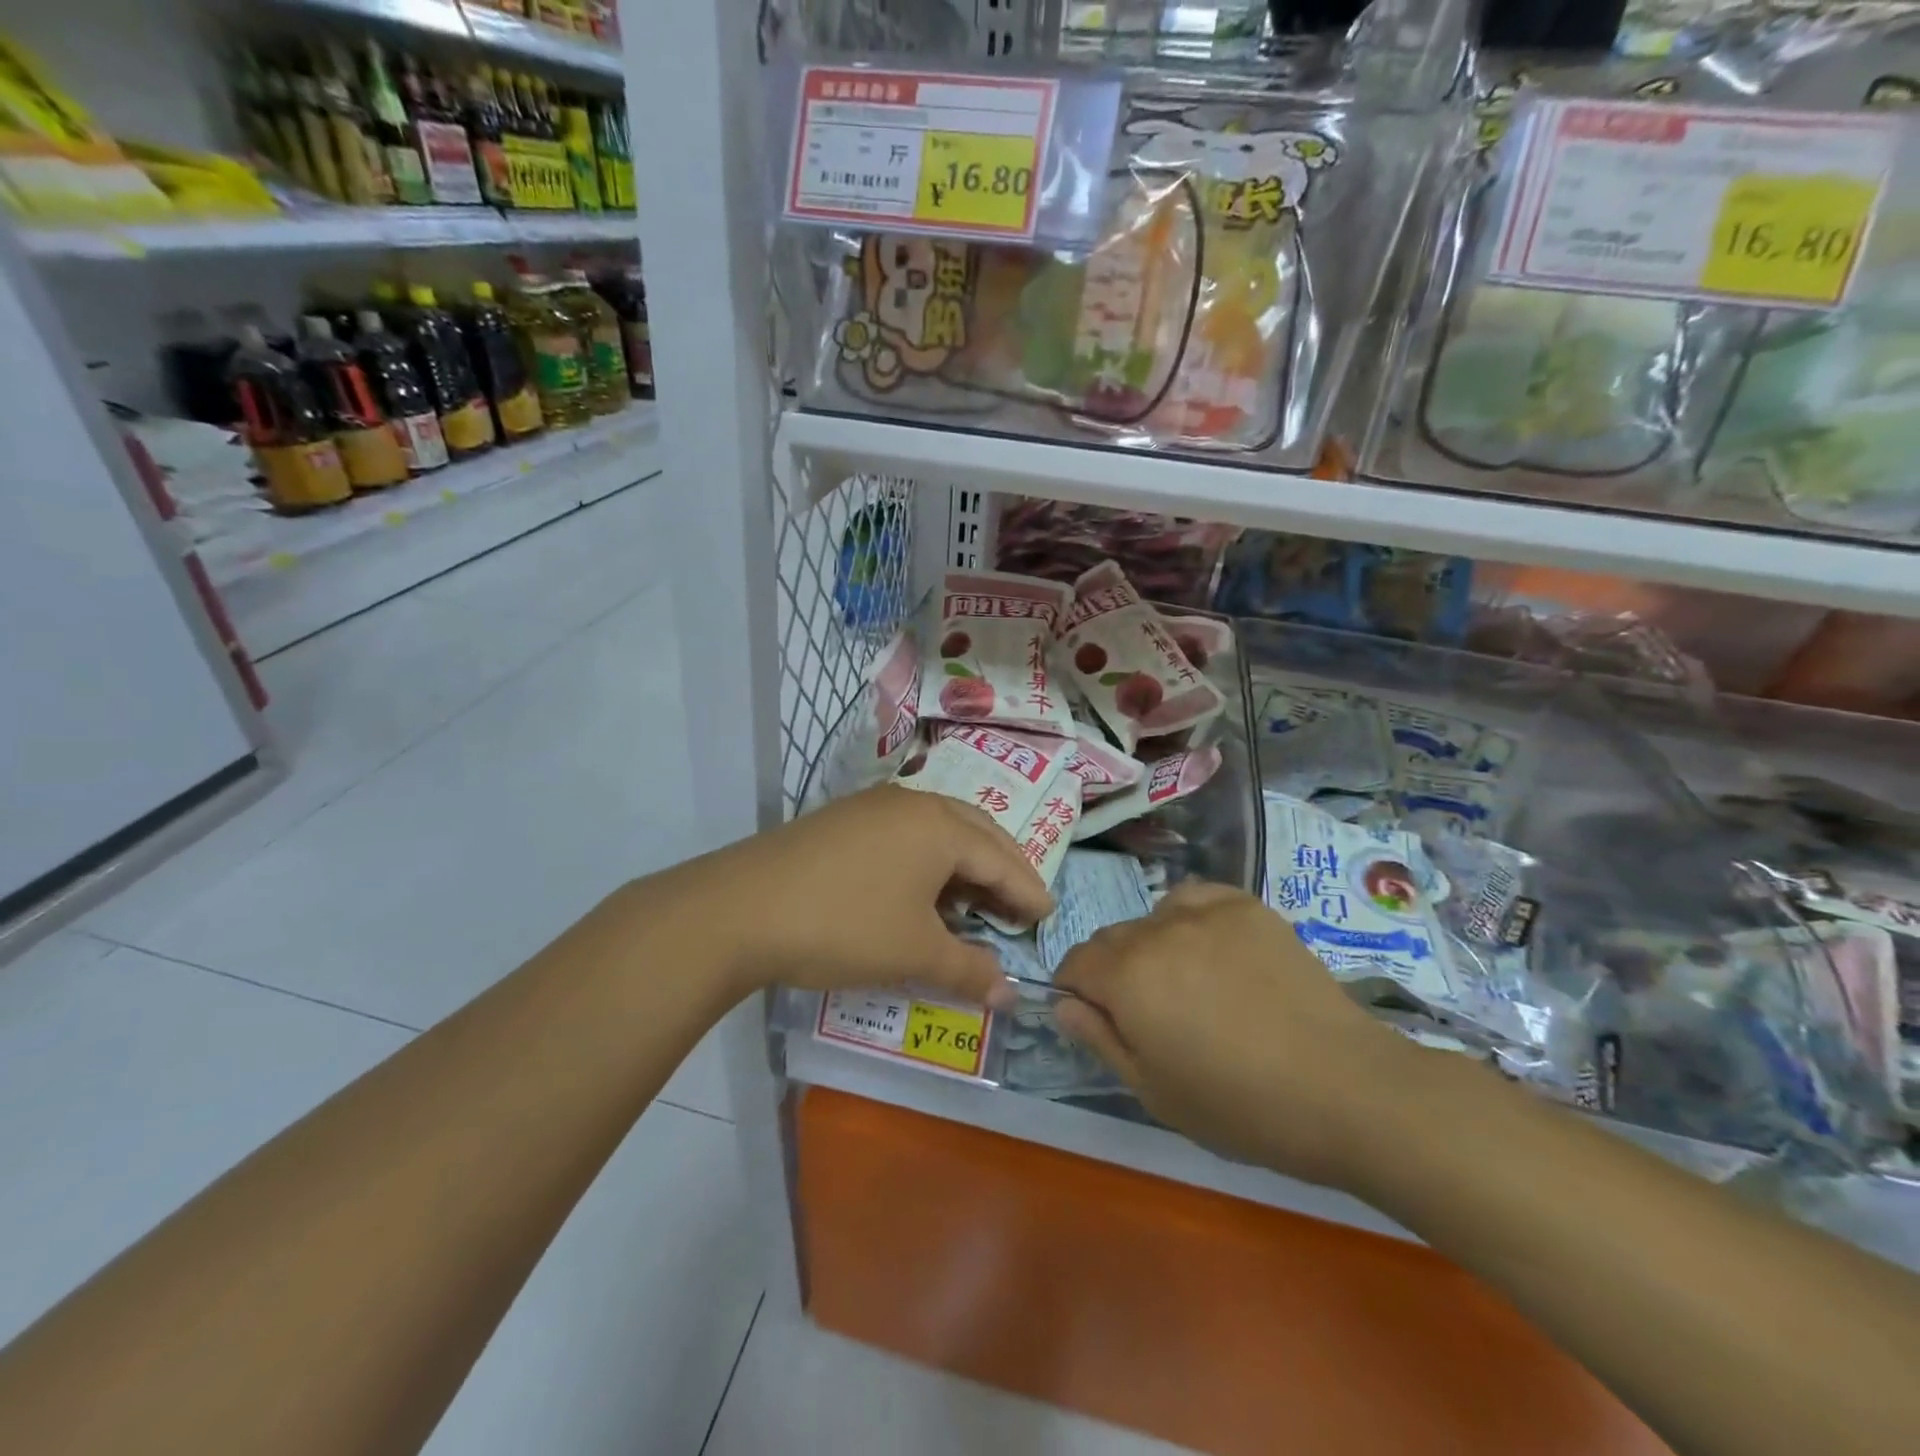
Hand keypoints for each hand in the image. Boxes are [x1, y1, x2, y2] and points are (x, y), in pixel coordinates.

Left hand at [678, 785, 1051, 1006]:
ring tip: (976, 902)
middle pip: (976, 832)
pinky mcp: (844, 821)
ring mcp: (873, 808)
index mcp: (940, 826)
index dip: (1028, 892)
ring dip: (965, 864)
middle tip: (1022, 905)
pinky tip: (922, 892)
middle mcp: (912, 804)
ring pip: (939, 830)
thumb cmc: (843, 926)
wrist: (739, 909)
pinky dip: (929, 862)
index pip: (1002, 858)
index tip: (1049, 917)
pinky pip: (906, 835)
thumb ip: (968, 969)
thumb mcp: (913, 952)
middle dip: (1004, 869)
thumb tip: (1009, 994)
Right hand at [1053, 883, 1424, 1189]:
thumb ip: (1100, 1040)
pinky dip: (1191, 920)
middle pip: (1111, 939)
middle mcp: (1155, 930)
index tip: (1103, 1021)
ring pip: (1152, 918)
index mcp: (1125, 976)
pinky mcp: (1246, 906)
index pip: (1074, 963)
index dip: (1078, 993)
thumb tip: (1063, 1004)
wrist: (1345, 1088)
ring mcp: (1205, 912)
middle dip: (1114, 971)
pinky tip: (1217, 952)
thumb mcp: (1154, 1092)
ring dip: (1153, 946)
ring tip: (1191, 984)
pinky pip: (1196, 899)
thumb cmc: (1241, 1106)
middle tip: (1153, 1015)